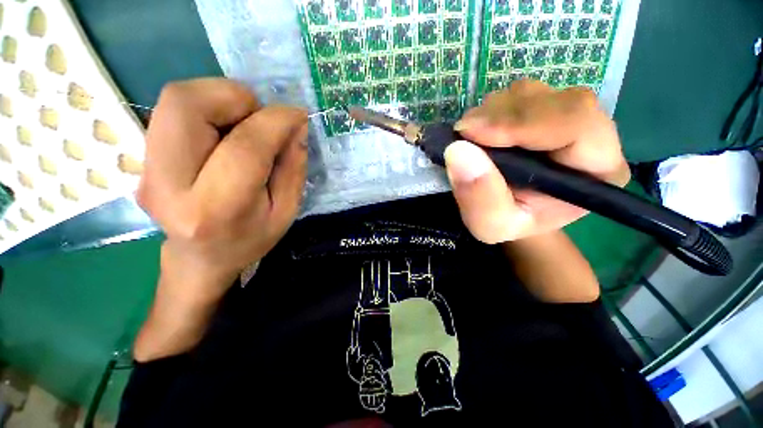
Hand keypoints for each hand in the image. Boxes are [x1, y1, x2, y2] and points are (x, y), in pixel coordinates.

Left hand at [137, 78, 307, 299]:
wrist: (199, 259)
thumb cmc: (250, 239)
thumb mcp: (286, 212)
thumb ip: (293, 167)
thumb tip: (296, 126)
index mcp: (217, 208)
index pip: (244, 147)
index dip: (275, 121)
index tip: (297, 115)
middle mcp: (168, 184)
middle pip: (186, 104)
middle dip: (234, 97)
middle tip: (260, 117)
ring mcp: (146, 169)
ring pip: (175, 100)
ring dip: (220, 99)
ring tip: (244, 123)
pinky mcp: (142, 158)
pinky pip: (173, 111)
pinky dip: (207, 108)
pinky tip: (225, 131)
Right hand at [444, 80, 629, 243]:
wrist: (514, 213)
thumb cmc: (510, 224)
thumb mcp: (491, 224)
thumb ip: (480, 197)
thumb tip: (457, 151)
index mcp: (598, 170)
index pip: (576, 124)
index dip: (523, 122)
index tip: (472, 133)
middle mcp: (592, 135)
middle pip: (555, 101)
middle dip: (502, 115)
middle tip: (463, 134)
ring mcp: (567, 116)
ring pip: (534, 93)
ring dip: (494, 112)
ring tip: (471, 138)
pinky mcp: (545, 109)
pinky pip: (518, 95)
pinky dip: (491, 110)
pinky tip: (479, 132)